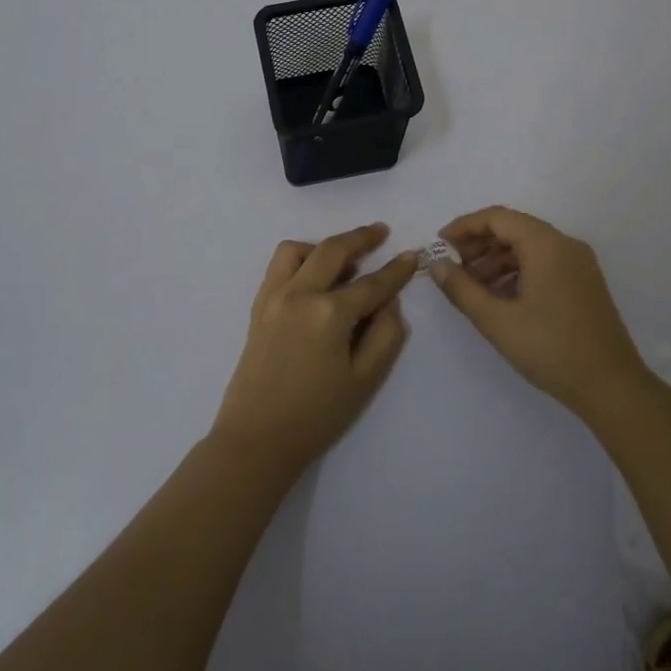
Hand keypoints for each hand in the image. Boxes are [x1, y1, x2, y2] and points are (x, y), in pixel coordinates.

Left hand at [212, 223, 416, 476]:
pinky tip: (314, 276)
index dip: (396, 270)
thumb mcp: (365, 380)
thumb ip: (386, 335)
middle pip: (333, 250)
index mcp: (329, 313)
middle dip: (361, 237)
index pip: (371, 283)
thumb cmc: (317, 415)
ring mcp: (274, 296)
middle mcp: (299, 294)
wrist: (257, 439)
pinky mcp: (258, 305)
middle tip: (381, 232)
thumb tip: (389, 303)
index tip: (413, 255)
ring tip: (343, 261)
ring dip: (324, 246)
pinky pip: (279, 265)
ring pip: (299, 249)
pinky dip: (300, 259)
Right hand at [429, 206, 648, 419]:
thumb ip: (462, 289)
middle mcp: (565, 244)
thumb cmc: (551, 349)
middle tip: (453, 267)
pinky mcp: (584, 282)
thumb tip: (437, 266)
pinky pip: (544, 262)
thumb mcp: (497, 321)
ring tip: (472, 285)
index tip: (440, 245)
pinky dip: (518, 270)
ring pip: (529, 246)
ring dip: (497, 259)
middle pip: (514, 228)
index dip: (465, 226)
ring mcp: (579, 263)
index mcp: (546, 245)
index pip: (498, 217)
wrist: (612, 387)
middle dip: (479, 243)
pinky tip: (501, 296)